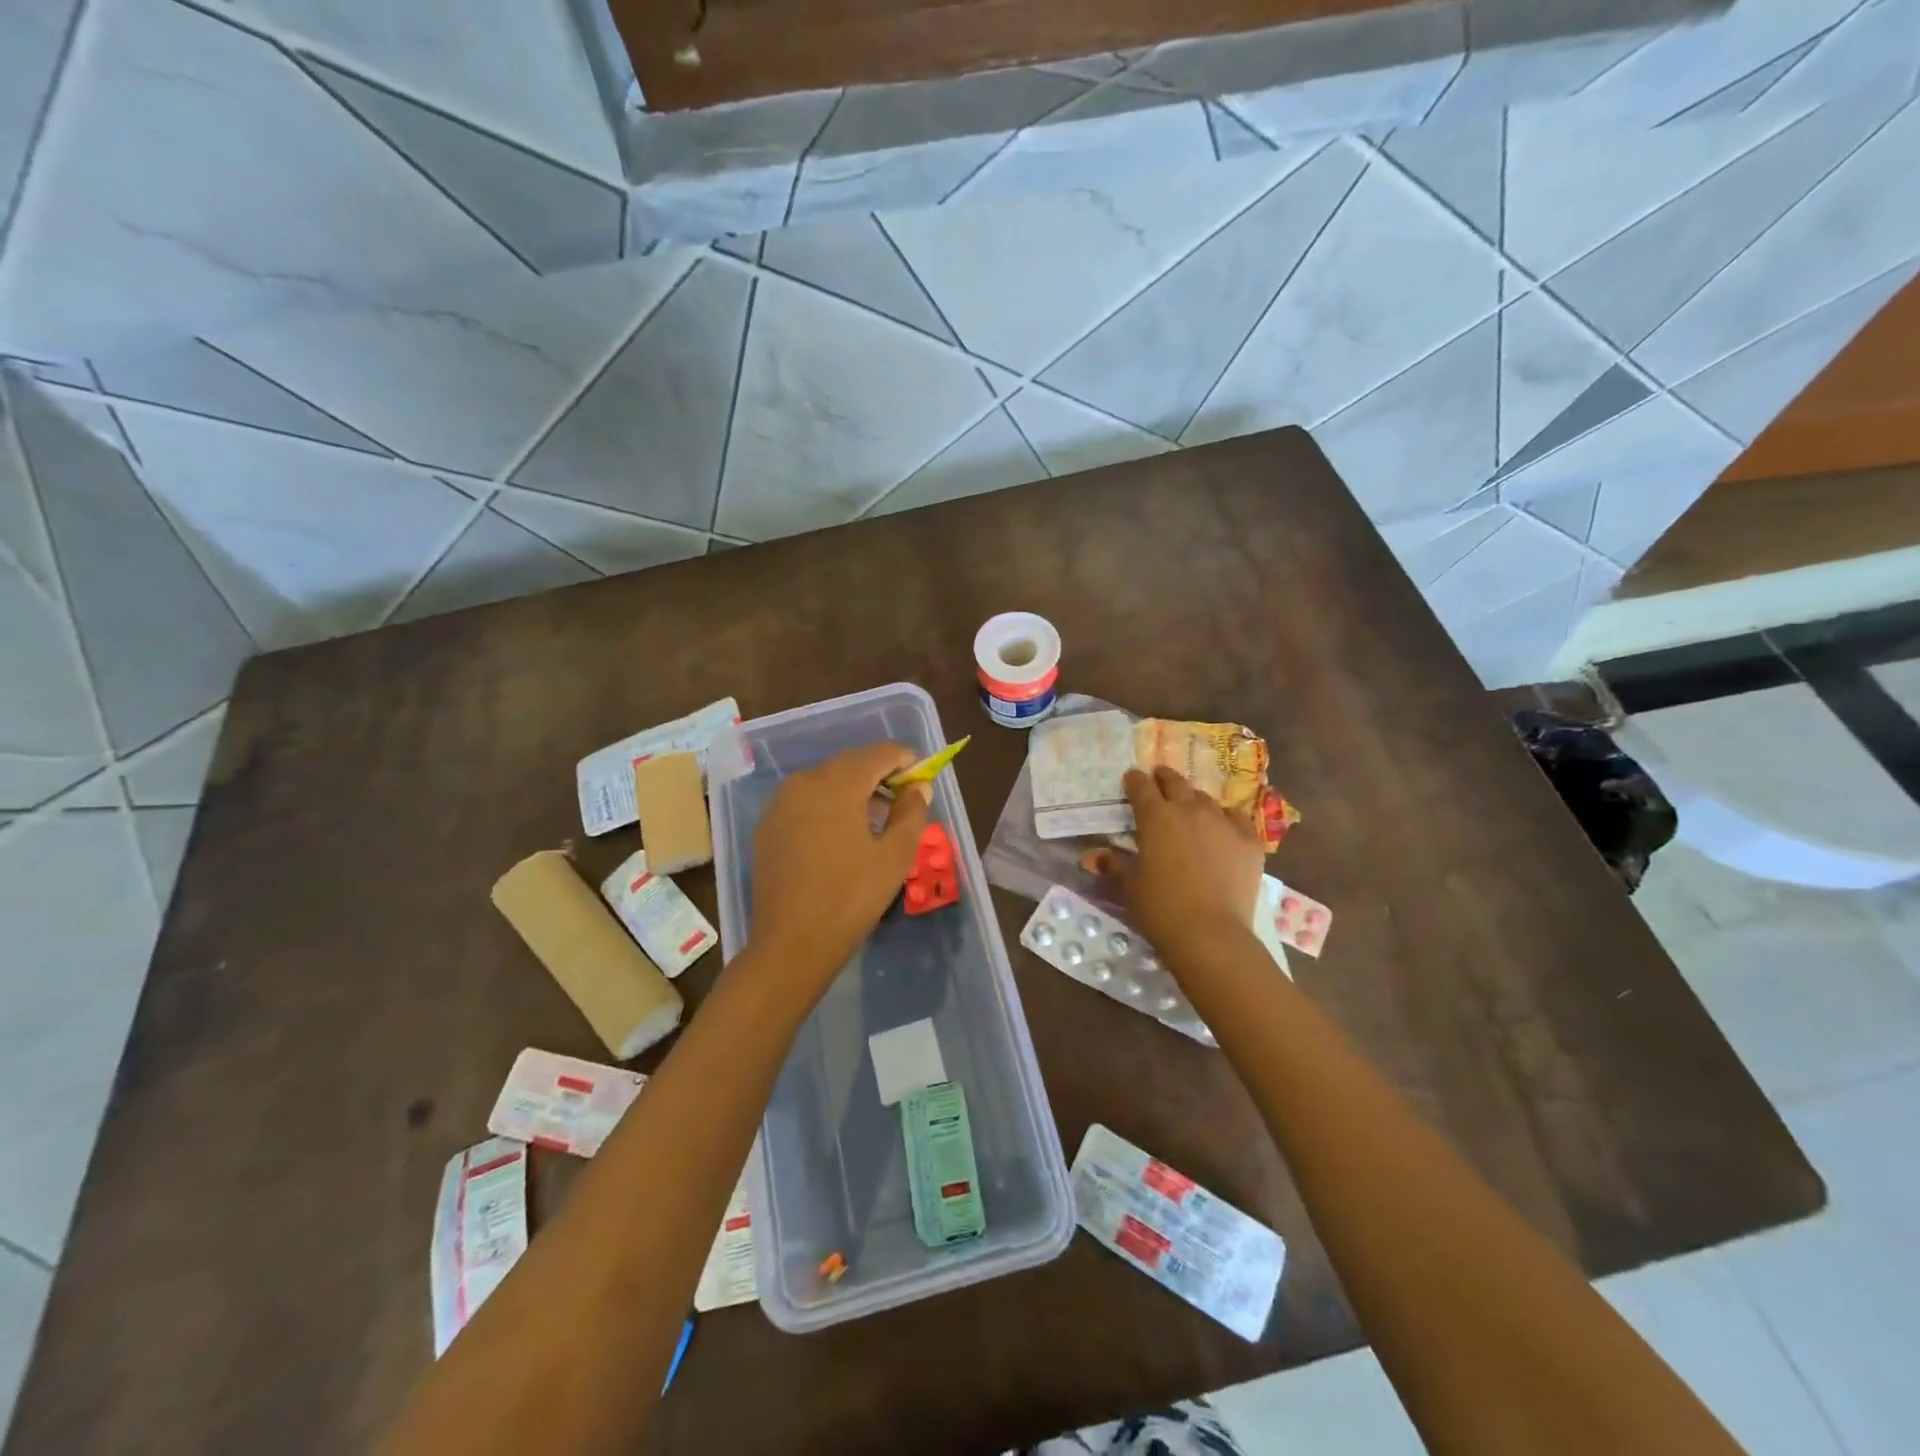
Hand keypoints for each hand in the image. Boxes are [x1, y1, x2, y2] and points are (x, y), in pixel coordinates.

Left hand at [749, 742, 929, 993]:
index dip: (906, 761)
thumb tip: (918, 787)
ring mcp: (780, 803)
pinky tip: (841, 836)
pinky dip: (829, 806)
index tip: (923, 780)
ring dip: (855, 790)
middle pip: (851, 764)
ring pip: (827, 781)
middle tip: (904, 801)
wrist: (791, 944)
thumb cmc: (851, 897)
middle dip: (881, 775)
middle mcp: (804, 782)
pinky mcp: (768, 826)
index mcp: (837, 783)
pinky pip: (806, 801)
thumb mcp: (895, 856)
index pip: (880, 753)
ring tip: (876, 820)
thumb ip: (911, 812)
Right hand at [1095, 766, 1263, 959]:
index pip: (1141, 787)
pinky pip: (1237, 818)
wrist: (1210, 934)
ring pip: (1206, 799)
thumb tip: (1095, 855)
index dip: (1134, 781)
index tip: (1131, 779)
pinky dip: (1227, 819)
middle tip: (1159, 780)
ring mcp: (1223, 823)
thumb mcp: (1128, 887)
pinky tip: (1224, 829)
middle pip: (1176, 783)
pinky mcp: (1249, 840)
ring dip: (1194, 801)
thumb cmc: (1160, 909)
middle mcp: (1190, 810)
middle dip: (1164, 779)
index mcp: (1155, 817)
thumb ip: (1113, 865)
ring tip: (1190, 810)